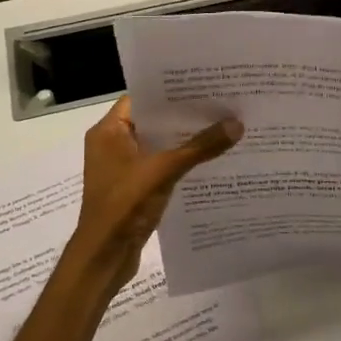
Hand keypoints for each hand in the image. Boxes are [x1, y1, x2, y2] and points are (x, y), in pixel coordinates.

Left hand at [65, 97, 242, 290]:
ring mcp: (123, 168)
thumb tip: (237, 124)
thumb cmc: (124, 205)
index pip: (141, 98)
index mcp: (109, 131)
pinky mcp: (134, 188)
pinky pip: (160, 166)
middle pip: (153, 121)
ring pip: (158, 145)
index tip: (203, 84)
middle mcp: (112, 144)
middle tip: (222, 102)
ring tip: (222, 126)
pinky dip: (180, 162)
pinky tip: (210, 160)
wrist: (103, 257)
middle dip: (184, 115)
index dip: (170, 90)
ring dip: (185, 140)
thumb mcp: (163, 171)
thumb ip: (199, 147)